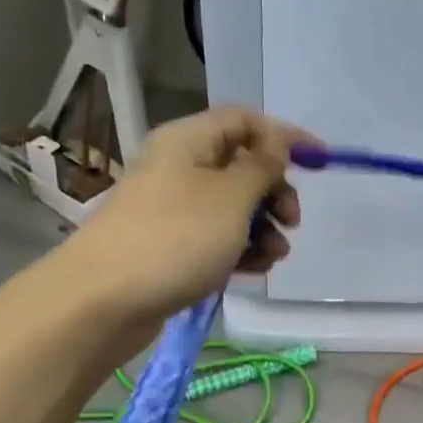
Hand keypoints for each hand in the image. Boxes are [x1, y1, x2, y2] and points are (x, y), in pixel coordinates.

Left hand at [61, 106, 318, 324]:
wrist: (102, 301)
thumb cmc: (175, 238)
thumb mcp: (231, 197)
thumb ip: (263, 166)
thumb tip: (279, 142)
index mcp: (189, 141)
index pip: (246, 121)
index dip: (286, 137)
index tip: (321, 163)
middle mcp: (179, 167)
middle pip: (242, 165)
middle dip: (275, 191)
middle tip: (291, 221)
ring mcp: (172, 208)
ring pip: (232, 206)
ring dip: (263, 227)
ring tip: (274, 256)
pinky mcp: (170, 245)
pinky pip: (216, 237)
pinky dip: (240, 248)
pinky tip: (254, 270)